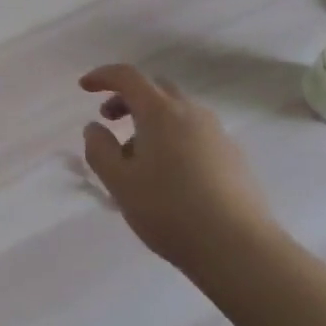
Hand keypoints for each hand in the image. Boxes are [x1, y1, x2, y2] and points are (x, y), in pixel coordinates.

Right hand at [80, 64, 280, 276]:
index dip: (103, 76)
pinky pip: (196, 133)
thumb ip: (99, 149)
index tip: (85, 87)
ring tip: (138, 157)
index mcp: (161, 112)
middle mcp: (192, 113)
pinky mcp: (234, 157)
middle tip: (110, 120)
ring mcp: (218, 134)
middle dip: (129, 98)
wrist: (240, 249)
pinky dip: (174, 137)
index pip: (128, 77)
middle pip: (156, 89)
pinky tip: (170, 175)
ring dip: (152, 120)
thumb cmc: (170, 210)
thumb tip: (95, 128)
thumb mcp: (119, 182)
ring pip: (178, 112)